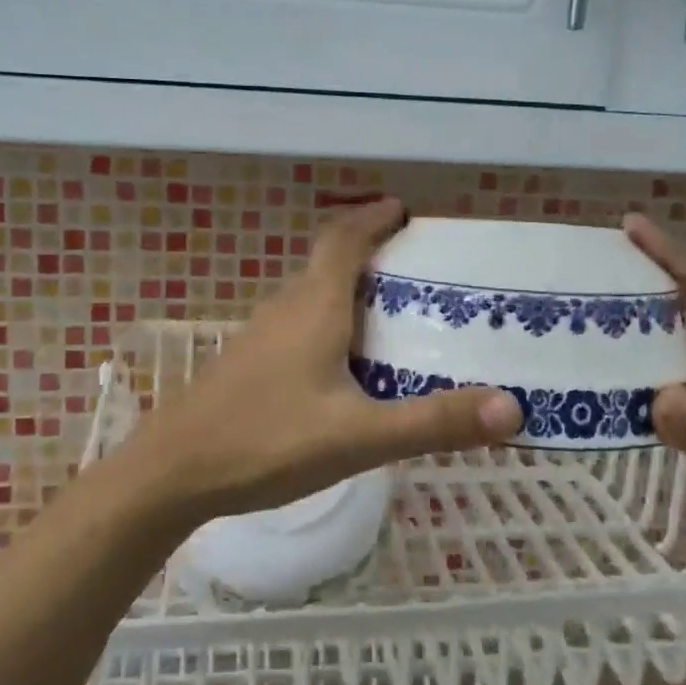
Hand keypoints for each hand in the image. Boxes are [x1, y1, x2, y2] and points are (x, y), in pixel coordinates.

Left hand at [127, 199, 521, 526]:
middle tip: (414, 269)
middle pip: (328, 263)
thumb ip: (433, 422)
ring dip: (347, 291)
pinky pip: (297, 326)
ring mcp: (260, 337)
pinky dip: (328, 324)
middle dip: (369, 254)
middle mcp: (284, 309)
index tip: (402, 210)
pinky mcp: (248, 365)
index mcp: (313, 307)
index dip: (373, 218)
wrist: (172, 474)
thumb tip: (512, 407)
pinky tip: (342, 367)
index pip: (344, 240)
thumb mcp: (359, 436)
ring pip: (310, 297)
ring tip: (388, 314)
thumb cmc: (266, 441)